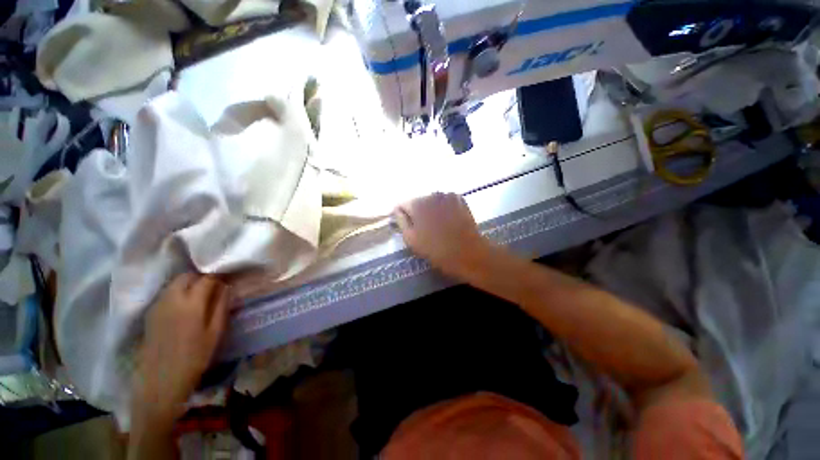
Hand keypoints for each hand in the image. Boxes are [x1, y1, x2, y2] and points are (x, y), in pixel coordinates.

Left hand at [131, 274, 230, 428]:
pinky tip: (184, 305)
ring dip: (188, 283)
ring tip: (200, 295)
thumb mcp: (215, 332)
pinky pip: (165, 294)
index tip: (228, 279)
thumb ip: (221, 306)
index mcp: (191, 304)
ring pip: (174, 284)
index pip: (206, 279)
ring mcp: (158, 306)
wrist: (161, 380)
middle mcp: (172, 299)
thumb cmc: (195, 357)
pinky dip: (177, 292)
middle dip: (201, 277)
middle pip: (186, 276)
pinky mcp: (150, 314)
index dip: (219, 276)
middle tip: (213, 286)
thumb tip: (227, 287)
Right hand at [394, 193, 488, 277]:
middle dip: (417, 213)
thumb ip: (401, 221)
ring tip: (436, 225)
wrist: (468, 253)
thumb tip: (397, 210)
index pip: (402, 205)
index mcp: (417, 204)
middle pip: (417, 202)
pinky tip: (447, 220)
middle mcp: (431, 195)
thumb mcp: (411, 240)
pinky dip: (443, 208)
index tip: (406, 226)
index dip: (402, 215)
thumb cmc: (437, 250)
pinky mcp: (459, 199)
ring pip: (432, 201)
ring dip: (431, 210)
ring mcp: (447, 196)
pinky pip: (445, 201)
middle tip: (423, 229)